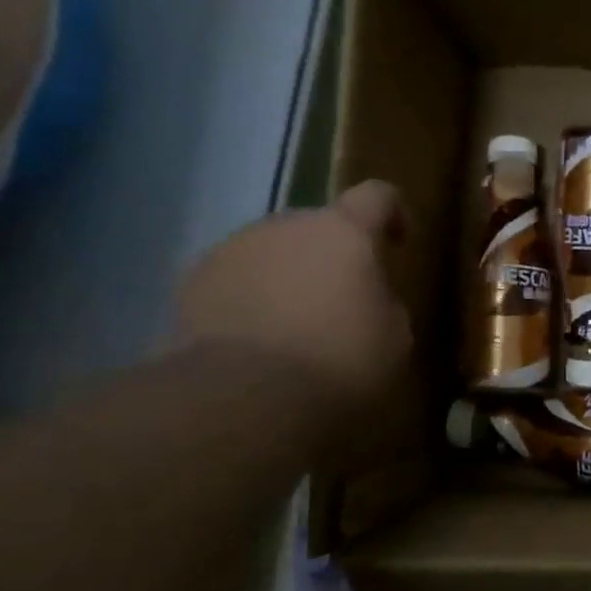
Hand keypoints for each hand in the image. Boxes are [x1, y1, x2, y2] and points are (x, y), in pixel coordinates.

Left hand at [175, 181, 411, 416]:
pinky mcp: (193, 280)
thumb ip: (385, 304)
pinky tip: (256, 340)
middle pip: (318, 227)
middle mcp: (287, 225)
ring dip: (289, 276)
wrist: (243, 395)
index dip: (392, 213)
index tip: (398, 244)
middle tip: (342, 303)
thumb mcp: (394, 338)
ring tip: (293, 326)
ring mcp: (234, 249)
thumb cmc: (338, 360)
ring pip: (273, 252)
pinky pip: (235, 279)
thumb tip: (369, 300)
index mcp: (344, 232)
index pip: (377, 196)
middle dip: (332, 256)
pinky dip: (250, 299)